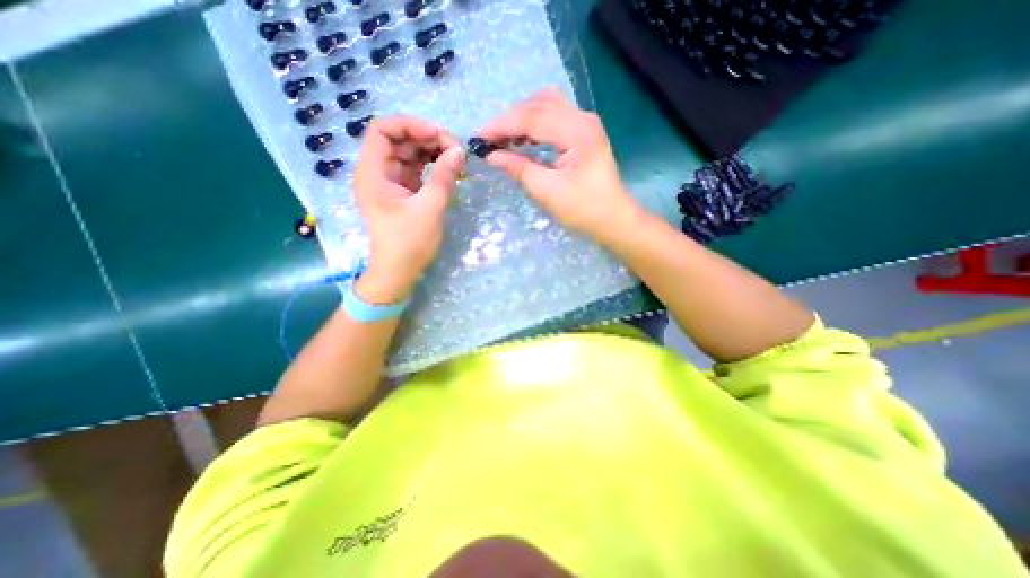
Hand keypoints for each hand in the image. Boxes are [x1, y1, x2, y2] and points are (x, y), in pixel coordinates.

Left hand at [357, 115, 463, 303]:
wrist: (399, 271)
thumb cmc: (408, 243)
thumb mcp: (429, 209)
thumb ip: (443, 178)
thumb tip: (459, 151)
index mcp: (372, 172)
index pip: (382, 130)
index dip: (410, 125)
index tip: (438, 135)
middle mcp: (378, 171)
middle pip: (400, 140)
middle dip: (427, 139)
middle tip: (456, 150)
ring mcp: (390, 181)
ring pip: (410, 153)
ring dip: (432, 152)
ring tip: (456, 160)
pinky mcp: (403, 191)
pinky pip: (416, 169)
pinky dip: (432, 166)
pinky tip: (449, 170)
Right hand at [477, 88, 640, 245]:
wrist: (614, 220)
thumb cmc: (584, 210)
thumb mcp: (547, 191)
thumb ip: (518, 168)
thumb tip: (491, 155)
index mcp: (576, 131)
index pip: (530, 118)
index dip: (500, 126)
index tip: (477, 137)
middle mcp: (582, 118)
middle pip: (537, 105)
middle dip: (508, 120)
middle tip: (487, 139)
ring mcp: (585, 123)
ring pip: (545, 106)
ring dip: (521, 118)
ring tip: (502, 138)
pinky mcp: (583, 133)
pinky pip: (554, 117)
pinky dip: (534, 124)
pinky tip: (522, 139)